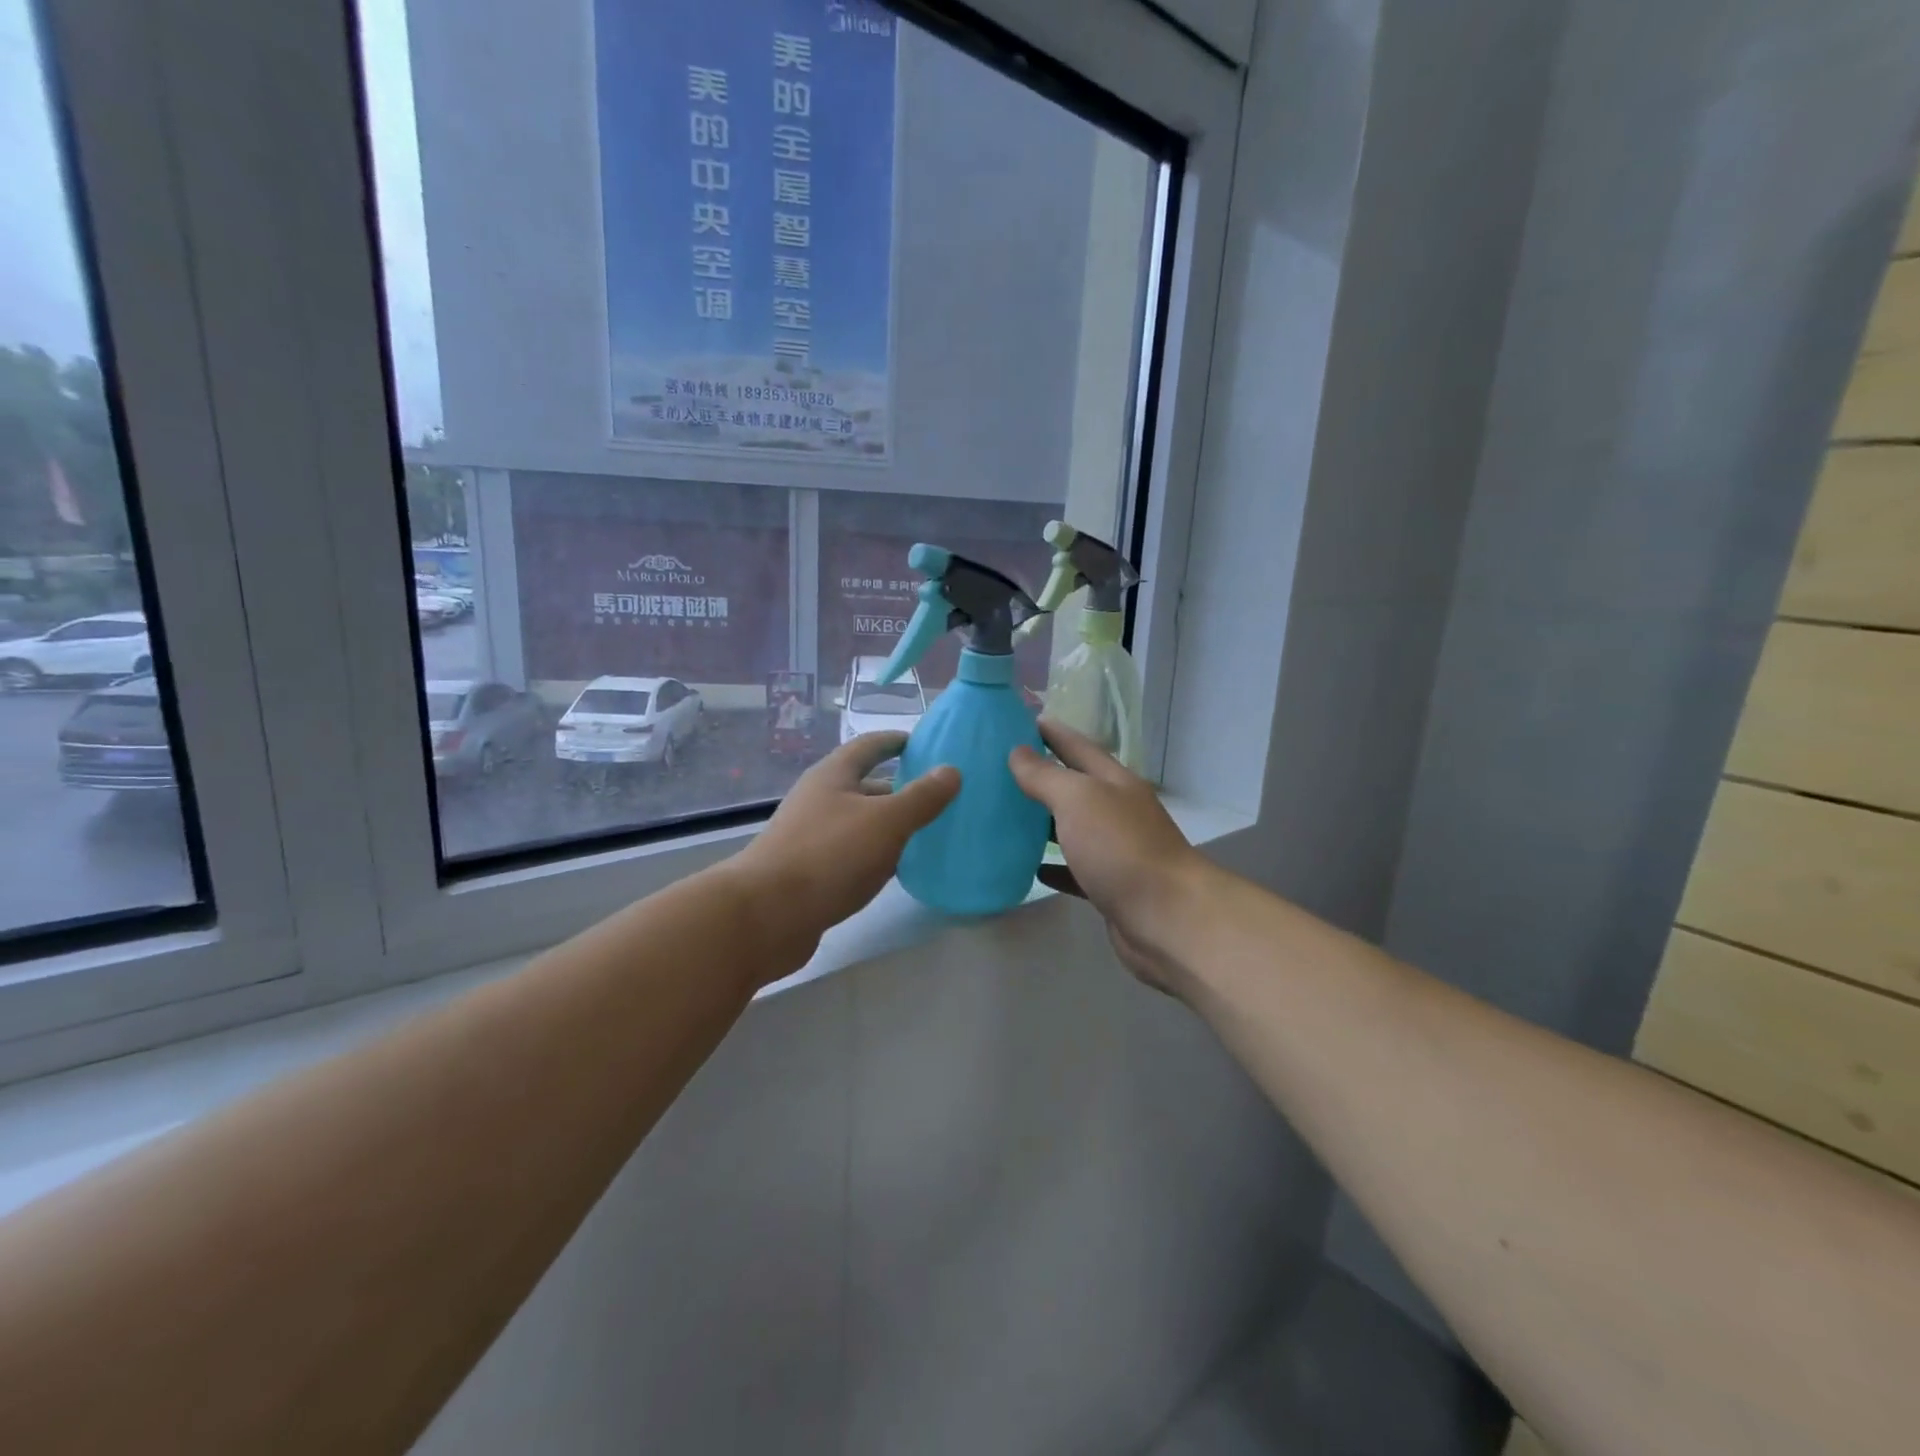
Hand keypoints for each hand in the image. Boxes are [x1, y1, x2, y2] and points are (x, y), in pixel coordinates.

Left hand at [729, 732, 959, 976]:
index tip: (924, 743)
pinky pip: (851, 853)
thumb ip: (921, 797)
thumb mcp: (885, 822)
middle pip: (865, 785)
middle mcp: (819, 799)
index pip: (869, 745)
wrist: (766, 915)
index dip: (896, 741)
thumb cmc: (829, 855)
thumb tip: (951, 770)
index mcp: (833, 775)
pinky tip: (896, 869)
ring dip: (889, 824)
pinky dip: (876, 854)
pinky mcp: (809, 871)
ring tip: (928, 832)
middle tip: (939, 796)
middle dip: (899, 787)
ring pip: (859, 821)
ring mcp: (811, 836)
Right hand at [1008, 720, 1212, 993]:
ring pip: (1073, 828)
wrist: (1168, 919)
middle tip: (999, 768)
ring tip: (1005, 814)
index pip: (1078, 746)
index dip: (1051, 732)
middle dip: (1043, 775)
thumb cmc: (1122, 849)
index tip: (1018, 720)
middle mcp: (1118, 811)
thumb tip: (1017, 752)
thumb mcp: (1079, 800)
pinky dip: (1054, 866)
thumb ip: (1046, 776)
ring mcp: (1116, 851)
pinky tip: (1031, 866)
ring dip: (1044, 821)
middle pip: (1076, 786)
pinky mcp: (1110, 887)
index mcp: (1114, 782)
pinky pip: (1075, 870)